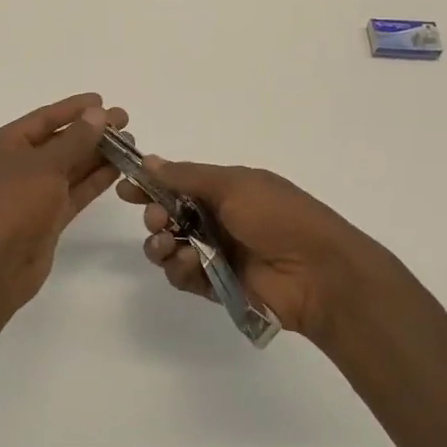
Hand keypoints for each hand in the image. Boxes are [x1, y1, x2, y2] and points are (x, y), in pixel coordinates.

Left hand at [0, 93, 129, 315]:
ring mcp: (32, 192)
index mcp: (4, 144)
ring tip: (130, 144)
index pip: (44, 118)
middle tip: (125, 122)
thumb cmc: (13, 206)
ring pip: (69, 167)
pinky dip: (94, 180)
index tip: (102, 100)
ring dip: (97, 155)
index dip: (74, 109)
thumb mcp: (44, 166)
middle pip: (59, 141)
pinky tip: (118, 169)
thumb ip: (75, 140)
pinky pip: (73, 191)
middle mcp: (16, 164)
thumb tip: (98, 114)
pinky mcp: (47, 216)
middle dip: (91, 132)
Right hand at [117, 159, 413, 346]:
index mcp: (226, 189)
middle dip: (154, 215)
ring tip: (167, 244)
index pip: (177, 183)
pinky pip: (184, 276)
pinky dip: (178, 269)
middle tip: (158, 218)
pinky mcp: (217, 285)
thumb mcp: (234, 184)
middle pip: (168, 215)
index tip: (126, 188)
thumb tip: (150, 160)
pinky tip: (185, 263)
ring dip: (160, 244)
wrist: (320, 272)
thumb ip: (187, 176)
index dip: (151, 185)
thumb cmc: (279, 216)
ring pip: (170, 247)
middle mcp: (218, 219)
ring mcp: (217, 253)